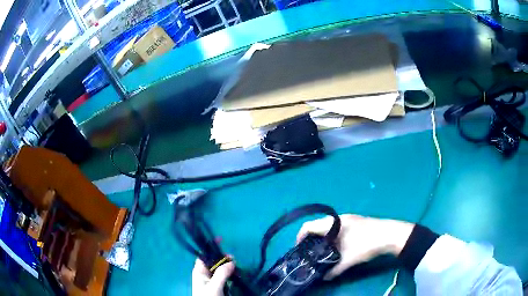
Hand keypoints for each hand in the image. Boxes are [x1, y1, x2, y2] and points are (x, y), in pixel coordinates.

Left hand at [192, 259, 234, 295]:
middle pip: (214, 263)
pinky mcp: (216, 285)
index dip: (215, 253)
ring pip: (219, 270)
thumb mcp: (214, 285)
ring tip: (237, 271)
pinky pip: (223, 277)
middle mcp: (204, 274)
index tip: (228, 255)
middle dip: (224, 262)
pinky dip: (229, 276)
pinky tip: (235, 277)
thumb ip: (222, 273)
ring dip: (228, 269)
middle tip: (235, 264)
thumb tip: (232, 261)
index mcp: (199, 271)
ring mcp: (210, 280)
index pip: (205, 257)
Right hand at [296, 214, 413, 279]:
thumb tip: (324, 278)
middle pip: (317, 225)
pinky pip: (336, 228)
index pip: (309, 226)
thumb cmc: (367, 244)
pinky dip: (331, 237)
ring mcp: (348, 219)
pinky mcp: (355, 222)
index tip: (299, 249)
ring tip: (321, 252)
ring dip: (322, 238)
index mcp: (334, 223)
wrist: (391, 235)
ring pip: (327, 227)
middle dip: (310, 239)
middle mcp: (339, 218)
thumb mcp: (349, 259)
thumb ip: (334, 270)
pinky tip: (336, 247)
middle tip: (309, 253)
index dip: (300, 237)